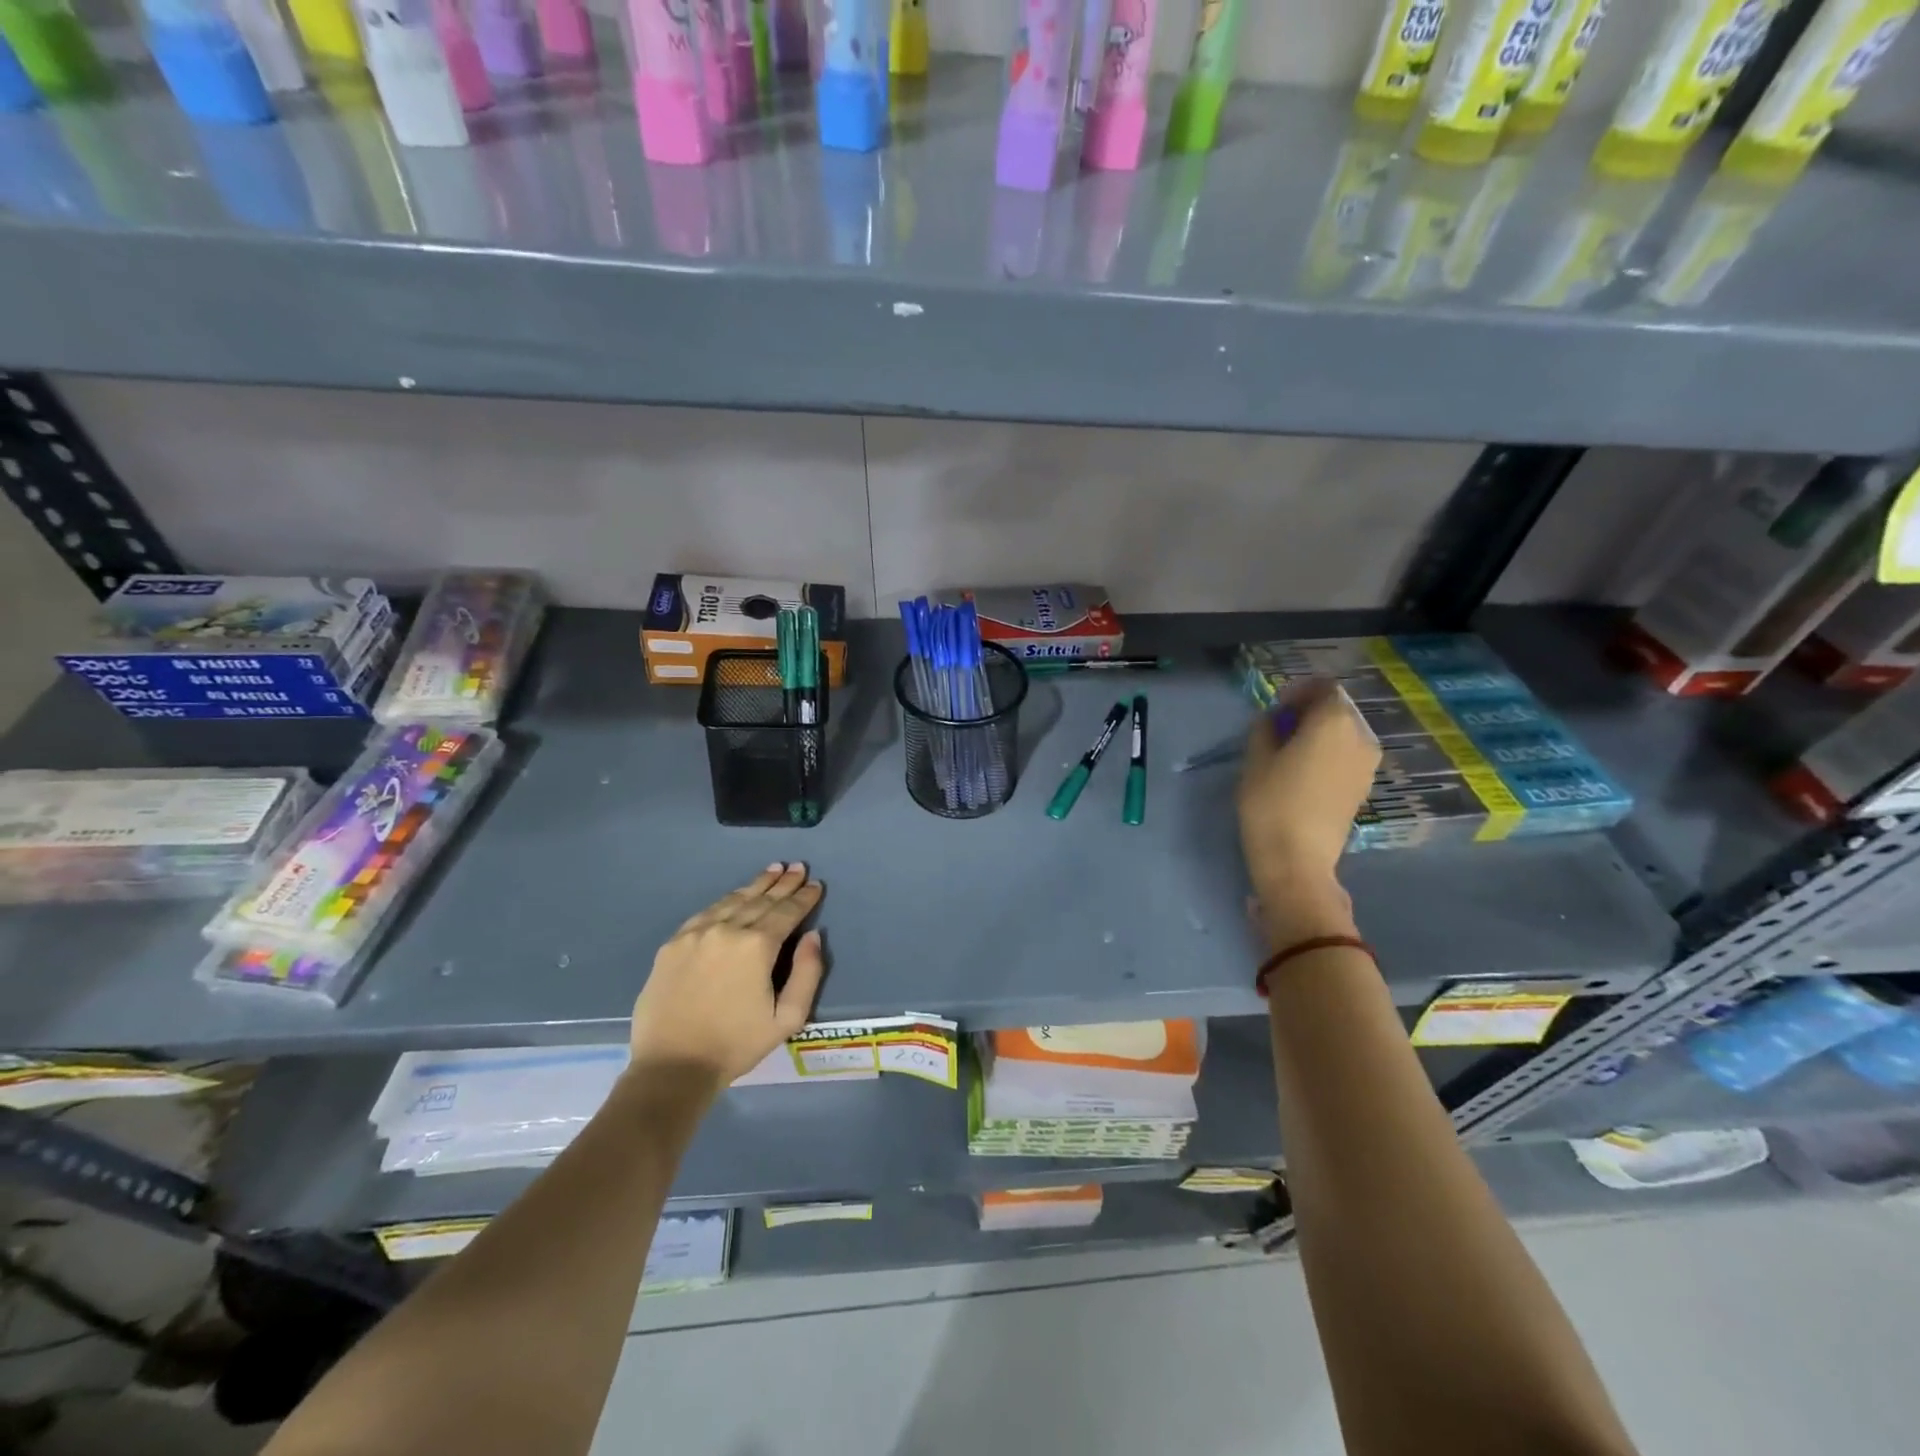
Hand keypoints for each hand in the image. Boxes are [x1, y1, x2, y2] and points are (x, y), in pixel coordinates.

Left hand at [628, 863, 825, 1093]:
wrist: (672, 1066)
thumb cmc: (736, 1045)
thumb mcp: (787, 1018)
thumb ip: (807, 973)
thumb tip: (813, 936)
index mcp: (758, 946)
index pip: (787, 912)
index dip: (804, 897)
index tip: (816, 884)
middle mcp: (727, 929)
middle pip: (762, 900)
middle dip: (783, 884)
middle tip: (797, 867)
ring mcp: (696, 933)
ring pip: (733, 900)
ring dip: (756, 884)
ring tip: (772, 870)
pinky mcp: (673, 944)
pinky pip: (705, 912)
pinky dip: (726, 900)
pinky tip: (735, 895)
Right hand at [1236, 679, 1379, 946]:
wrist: (1298, 860)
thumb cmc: (1271, 803)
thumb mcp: (1256, 759)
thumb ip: (1266, 728)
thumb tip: (1276, 720)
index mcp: (1334, 721)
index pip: (1324, 688)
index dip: (1299, 692)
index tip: (1275, 708)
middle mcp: (1360, 737)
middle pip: (1337, 710)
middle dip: (1310, 713)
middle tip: (1279, 730)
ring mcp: (1367, 765)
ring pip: (1344, 734)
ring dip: (1320, 735)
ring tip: (1290, 753)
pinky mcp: (1364, 788)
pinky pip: (1347, 756)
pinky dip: (1329, 755)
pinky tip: (1304, 773)